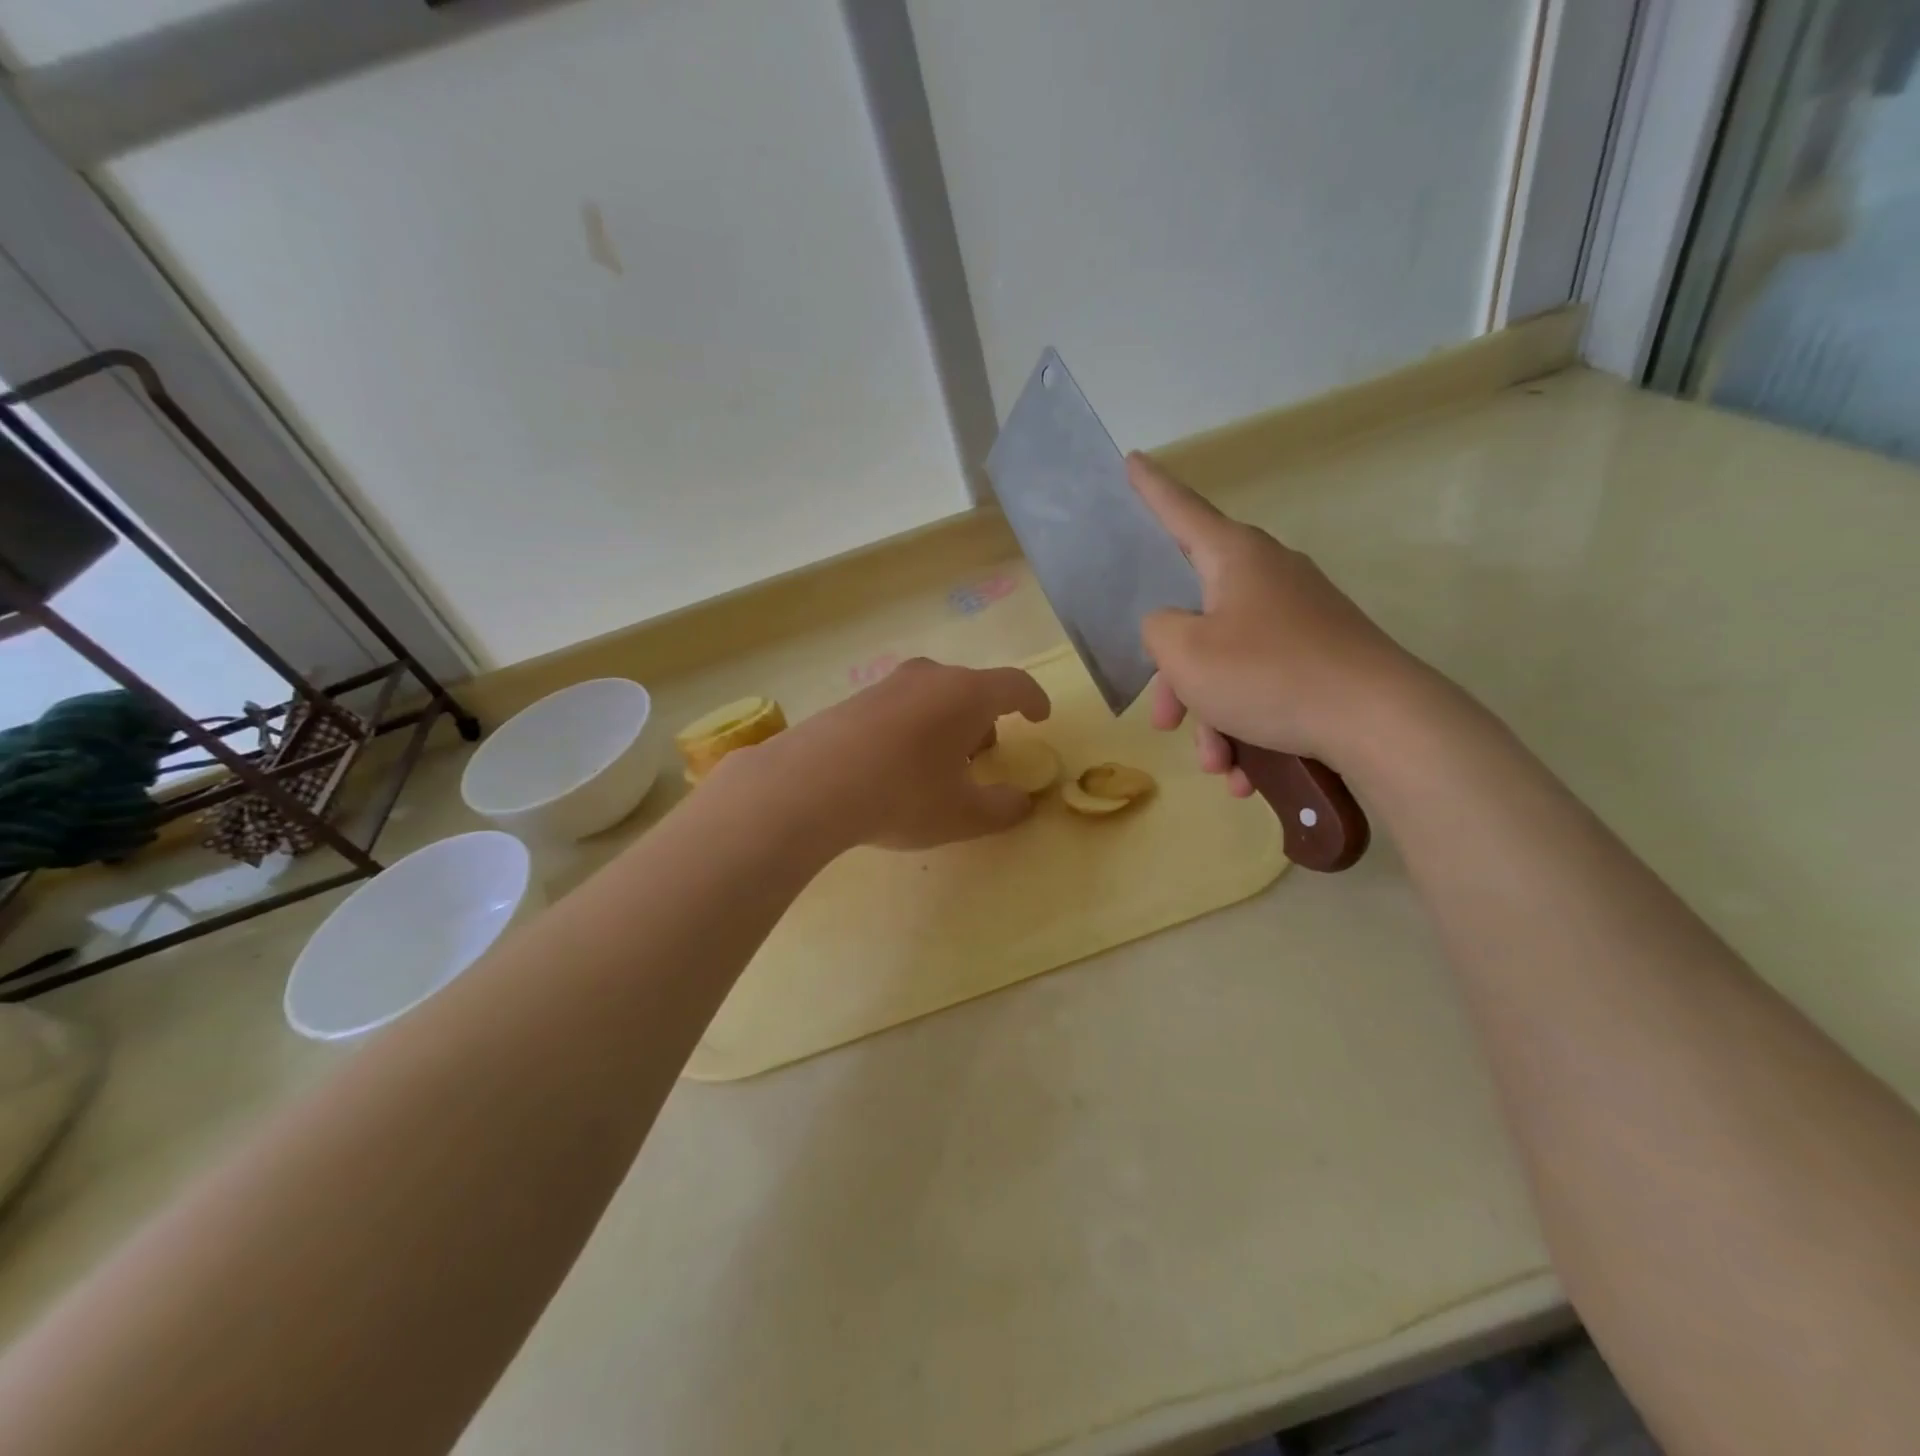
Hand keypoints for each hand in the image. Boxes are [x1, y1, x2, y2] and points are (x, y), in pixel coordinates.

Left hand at [714, 658, 1051, 850]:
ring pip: (934, 696)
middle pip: (972, 689)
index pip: (1014, 685)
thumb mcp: (962, 815)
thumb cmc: (903, 794)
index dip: (1033, 700)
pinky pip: (901, 706)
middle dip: (986, 719)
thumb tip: (1023, 803)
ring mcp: (888, 685)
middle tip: (984, 755)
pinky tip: (897, 764)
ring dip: (948, 723)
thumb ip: (1002, 809)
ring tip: (939, 765)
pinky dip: (914, 727)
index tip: (1040, 717)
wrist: (810, 785)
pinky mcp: (854, 699)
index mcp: (967, 694)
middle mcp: (930, 678)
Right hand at [1129, 452, 1419, 792]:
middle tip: (1165, 721)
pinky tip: (1248, 773)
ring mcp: (1300, 618)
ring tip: (1218, 764)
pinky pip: (1264, 684)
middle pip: (1197, 616)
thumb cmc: (1268, 674)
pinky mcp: (1322, 655)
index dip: (1150, 489)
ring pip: (1229, 662)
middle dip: (1176, 677)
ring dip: (1213, 715)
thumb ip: (1157, 629)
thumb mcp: (1185, 653)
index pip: (1180, 510)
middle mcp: (1268, 576)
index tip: (1133, 460)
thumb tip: (1172, 626)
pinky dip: (1248, 724)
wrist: (1380, 721)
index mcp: (1234, 558)